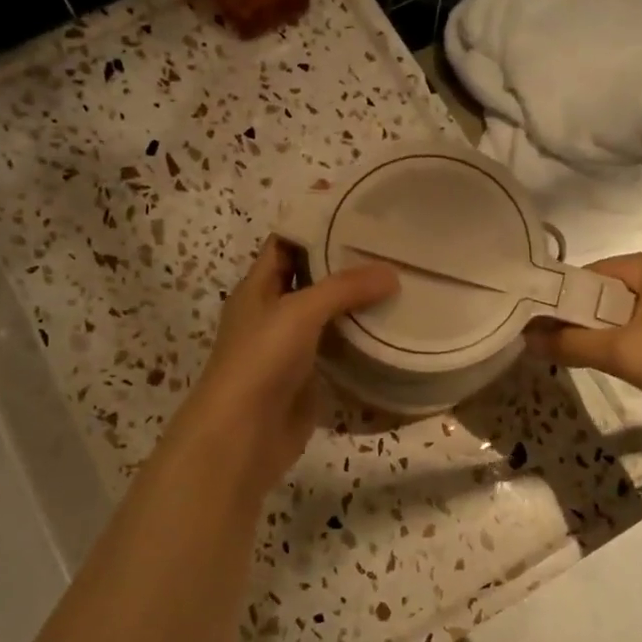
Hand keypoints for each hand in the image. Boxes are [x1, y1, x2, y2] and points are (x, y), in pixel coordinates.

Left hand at [171, 237, 398, 502]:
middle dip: (343, 259)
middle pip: (310, 276)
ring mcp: (291, 346)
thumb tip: (391, 273)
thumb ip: (344, 288)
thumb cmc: (260, 361)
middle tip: (388, 242)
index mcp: (258, 288)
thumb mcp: (298, 312)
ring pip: (327, 312)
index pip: (285, 242)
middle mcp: (273, 312)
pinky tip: (390, 324)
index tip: (354, 205)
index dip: (313, 221)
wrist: (242, 435)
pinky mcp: (309, 376)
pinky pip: (338, 347)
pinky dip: (360, 335)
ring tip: (399, 277)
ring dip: (356, 299)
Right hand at [525, 250, 641, 439]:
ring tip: (574, 357)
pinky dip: (620, 341)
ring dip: (597, 334)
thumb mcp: (620, 352)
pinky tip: (608, 362)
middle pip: (603, 292)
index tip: (533, 329)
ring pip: (620, 312)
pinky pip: (638, 325)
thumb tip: (525, 337)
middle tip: (550, 348)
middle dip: (578, 320)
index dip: (559, 301)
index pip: (589, 275)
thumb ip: (568, 343)